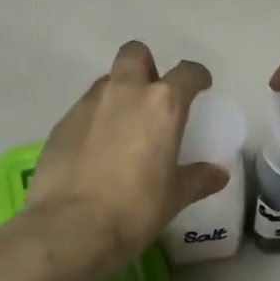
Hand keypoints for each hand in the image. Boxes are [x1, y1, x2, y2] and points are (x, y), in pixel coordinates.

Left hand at [28, 42, 229, 270]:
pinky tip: (95, 150)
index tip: (200, 86)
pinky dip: (94, 120)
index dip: (196, 76)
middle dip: (147, 66)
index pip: (186, 72)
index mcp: (162, 104)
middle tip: (153, 96)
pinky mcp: (61, 123)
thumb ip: (198, 178)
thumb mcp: (174, 197)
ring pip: (106, 81)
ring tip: (122, 127)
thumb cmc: (136, 209)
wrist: (72, 226)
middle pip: (136, 54)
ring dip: (118, 93)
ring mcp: (88, 104)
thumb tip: (218, 174)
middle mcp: (124, 92)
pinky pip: (84, 109)